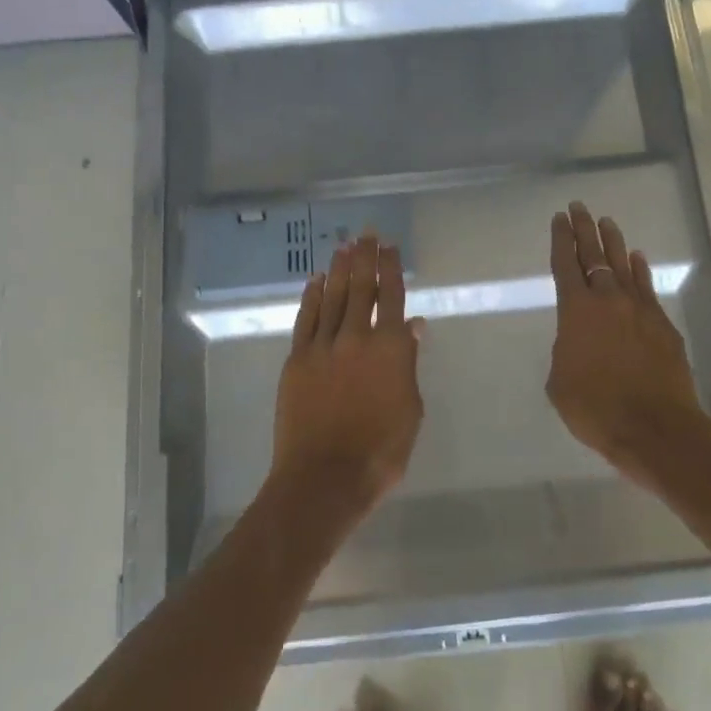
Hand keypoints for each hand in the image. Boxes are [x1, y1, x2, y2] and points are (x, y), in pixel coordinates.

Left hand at [271, 232, 424, 517]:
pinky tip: (317, 280)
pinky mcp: (298, 359)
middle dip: (364, 258)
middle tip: (366, 233)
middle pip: (361, 288)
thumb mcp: (410, 409)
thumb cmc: (380, 451)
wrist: (325, 476)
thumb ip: (408, 364)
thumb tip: (412, 327)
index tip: (389, 247)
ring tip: (344, 245)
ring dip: (340, 269)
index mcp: (391, 349)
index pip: (392, 297)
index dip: (391, 269)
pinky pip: (306, 319)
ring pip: (333, 297)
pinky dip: (312, 297)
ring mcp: (323, 346)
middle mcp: (357, 337)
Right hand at [546, 202, 709, 483]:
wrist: (656, 428)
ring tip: (607, 222)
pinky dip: (640, 270)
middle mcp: (608, 300)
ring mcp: (640, 310)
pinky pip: (647, 287)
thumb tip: (577, 341)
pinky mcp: (663, 325)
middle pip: (594, 255)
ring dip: (614, 242)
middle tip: (579, 207)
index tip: (559, 218)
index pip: (565, 264)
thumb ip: (566, 351)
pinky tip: (637, 259)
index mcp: (576, 311)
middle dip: (584, 230)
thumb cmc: (596, 409)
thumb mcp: (560, 382)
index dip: (561, 239)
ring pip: (623, 265)